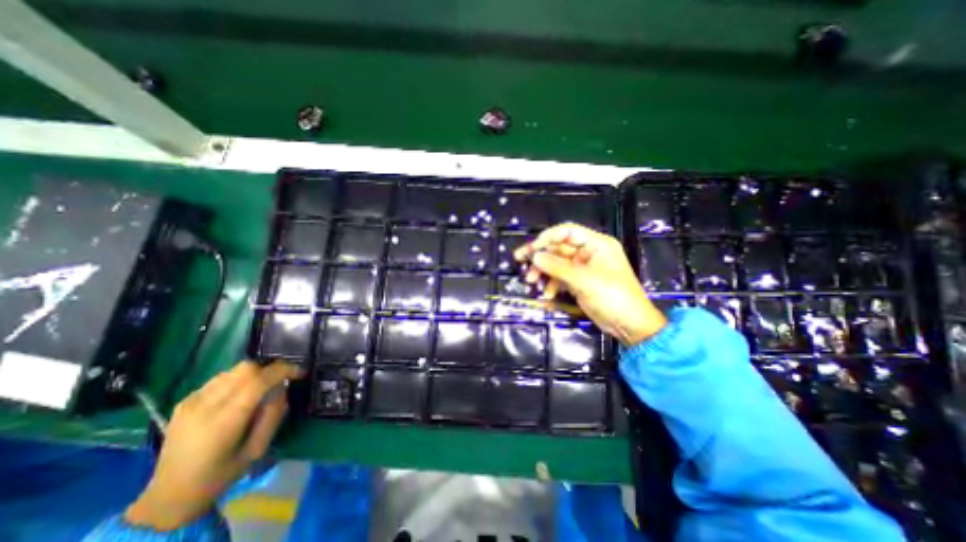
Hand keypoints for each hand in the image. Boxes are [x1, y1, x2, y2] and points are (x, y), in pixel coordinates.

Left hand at [125, 360, 300, 527]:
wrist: (169, 495)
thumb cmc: (221, 474)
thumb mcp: (257, 448)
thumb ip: (273, 415)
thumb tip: (283, 388)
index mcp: (224, 421)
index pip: (259, 381)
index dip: (283, 370)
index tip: (299, 372)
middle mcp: (205, 406)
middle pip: (246, 368)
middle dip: (270, 368)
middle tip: (283, 377)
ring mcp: (192, 401)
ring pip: (234, 370)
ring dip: (255, 373)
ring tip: (263, 386)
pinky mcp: (185, 401)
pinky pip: (221, 378)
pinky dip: (238, 380)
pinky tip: (241, 394)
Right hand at [518, 222, 669, 346]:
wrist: (629, 325)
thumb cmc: (613, 297)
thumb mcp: (584, 281)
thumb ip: (557, 267)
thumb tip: (534, 256)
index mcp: (596, 244)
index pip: (567, 231)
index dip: (548, 237)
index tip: (532, 248)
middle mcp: (589, 252)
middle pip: (559, 247)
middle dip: (540, 256)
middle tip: (520, 259)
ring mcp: (583, 267)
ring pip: (557, 263)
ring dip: (543, 271)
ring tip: (531, 281)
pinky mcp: (579, 281)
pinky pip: (560, 277)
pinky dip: (552, 284)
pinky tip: (547, 295)